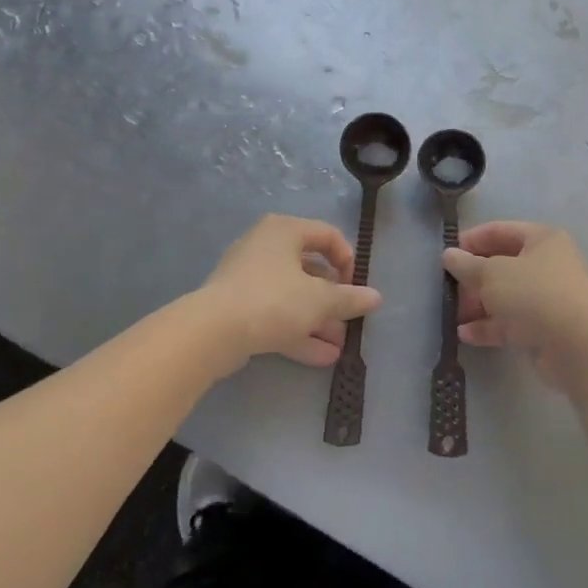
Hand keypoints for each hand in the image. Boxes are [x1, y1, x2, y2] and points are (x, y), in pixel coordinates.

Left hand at [198, 214, 380, 374]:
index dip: (348, 260)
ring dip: (319, 320)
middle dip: (333, 300)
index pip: (327, 235)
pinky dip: (298, 331)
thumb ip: (350, 298)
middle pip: (310, 269)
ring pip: (293, 296)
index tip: (356, 286)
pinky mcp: (238, 308)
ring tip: (340, 346)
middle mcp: (265, 247)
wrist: (212, 332)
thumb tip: (375, 298)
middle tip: (349, 321)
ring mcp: (248, 278)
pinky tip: (321, 357)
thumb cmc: (273, 300)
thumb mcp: (320, 300)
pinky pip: (275, 314)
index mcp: (284, 231)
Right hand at [442, 221, 587, 384]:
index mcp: (542, 240)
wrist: (577, 346)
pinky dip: (489, 326)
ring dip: (479, 304)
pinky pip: (512, 322)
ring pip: (506, 296)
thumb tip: (449, 255)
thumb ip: (467, 265)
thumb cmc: (533, 294)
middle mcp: (548, 265)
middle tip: (449, 288)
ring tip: (453, 314)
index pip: (501, 231)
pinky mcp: (546, 329)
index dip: (472, 240)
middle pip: (503, 265)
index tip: (447, 254)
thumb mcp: (492, 274)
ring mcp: (548, 298)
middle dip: (473, 277)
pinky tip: (465, 334)